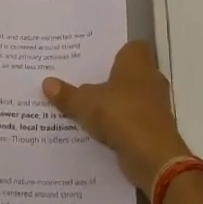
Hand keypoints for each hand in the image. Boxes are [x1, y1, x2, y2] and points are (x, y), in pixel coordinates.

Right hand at [43, 41, 190, 190]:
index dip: (116, 51)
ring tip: (87, 108)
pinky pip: (134, 121)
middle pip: (131, 73)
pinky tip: (100, 132)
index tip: (96, 59)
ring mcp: (156, 105)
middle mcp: (151, 79)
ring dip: (116, 104)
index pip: (132, 47)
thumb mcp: (85, 103)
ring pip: (132, 98)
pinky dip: (121, 125)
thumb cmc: (121, 114)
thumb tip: (46, 83)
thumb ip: (67, 94)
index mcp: (137, 63)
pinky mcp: (155, 129)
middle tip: (84, 82)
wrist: (153, 156)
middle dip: (111, 79)